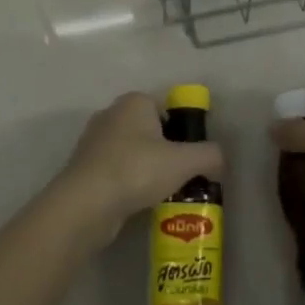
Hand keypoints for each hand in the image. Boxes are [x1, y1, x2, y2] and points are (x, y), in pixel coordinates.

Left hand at [53, 93, 222, 247]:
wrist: (85, 203)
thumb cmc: (137, 170)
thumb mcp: (184, 161)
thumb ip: (210, 155)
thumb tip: (219, 159)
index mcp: (134, 102)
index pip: (167, 108)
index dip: (184, 131)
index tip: (192, 156)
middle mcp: (112, 114)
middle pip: (150, 130)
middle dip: (167, 151)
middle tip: (182, 176)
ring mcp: (94, 141)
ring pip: (132, 152)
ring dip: (147, 169)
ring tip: (163, 193)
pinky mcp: (84, 167)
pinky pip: (116, 171)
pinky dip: (129, 183)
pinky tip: (139, 203)